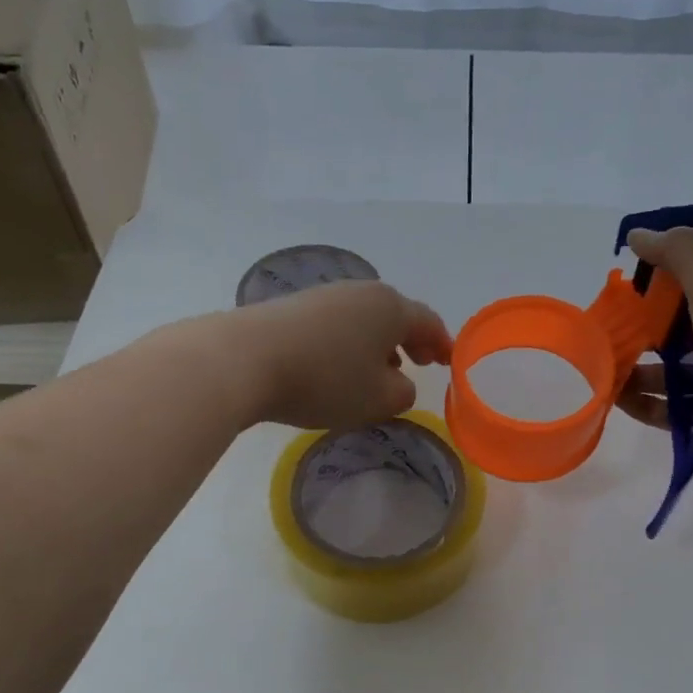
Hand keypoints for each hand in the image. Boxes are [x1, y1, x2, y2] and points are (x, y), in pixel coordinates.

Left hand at [233, 279, 451, 429]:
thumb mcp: (377, 399)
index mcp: (390, 308)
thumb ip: (402, 393)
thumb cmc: (325, 380)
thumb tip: (398, 383)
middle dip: (410, 340)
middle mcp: (360, 292)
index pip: (427, 321)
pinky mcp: (293, 308)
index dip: (442, 343)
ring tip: (378, 370)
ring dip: (377, 344)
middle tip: (419, 363)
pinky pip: (335, 326)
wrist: (245, 359)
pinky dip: (348, 345)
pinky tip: (337, 367)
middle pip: (395, 315)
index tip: (448, 361)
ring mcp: (324, 296)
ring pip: (363, 320)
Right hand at [614, 228, 692, 478]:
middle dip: (633, 334)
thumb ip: (679, 254)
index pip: (684, 289)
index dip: (650, 288)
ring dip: (631, 372)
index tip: (617, 294)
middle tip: (598, 338)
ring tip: (600, 373)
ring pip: (662, 374)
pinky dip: (639, 403)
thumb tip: (637, 234)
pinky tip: (614, 399)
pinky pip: (663, 409)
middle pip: (668, 334)